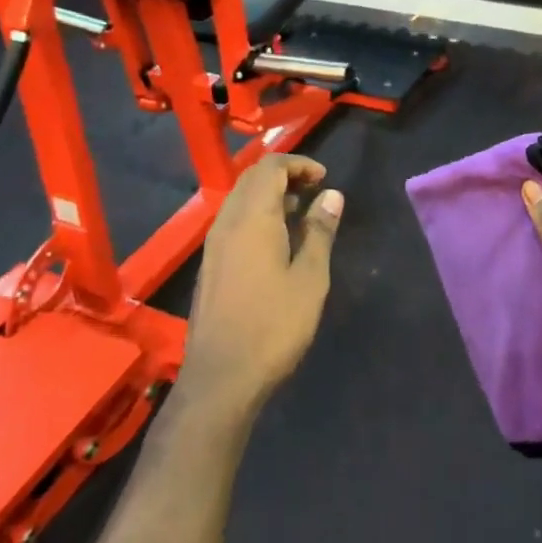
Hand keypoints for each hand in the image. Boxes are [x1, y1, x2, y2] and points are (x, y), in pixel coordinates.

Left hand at [180, 154, 344, 415]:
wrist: (221, 378)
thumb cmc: (273, 325)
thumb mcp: (310, 278)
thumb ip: (320, 232)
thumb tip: (331, 195)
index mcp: (253, 219)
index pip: (271, 168)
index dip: (299, 164)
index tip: (324, 179)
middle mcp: (227, 222)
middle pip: (251, 178)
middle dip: (284, 174)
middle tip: (314, 189)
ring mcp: (214, 245)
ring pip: (239, 200)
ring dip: (269, 194)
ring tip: (300, 212)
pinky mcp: (210, 266)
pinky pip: (233, 221)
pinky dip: (256, 215)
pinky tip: (276, 241)